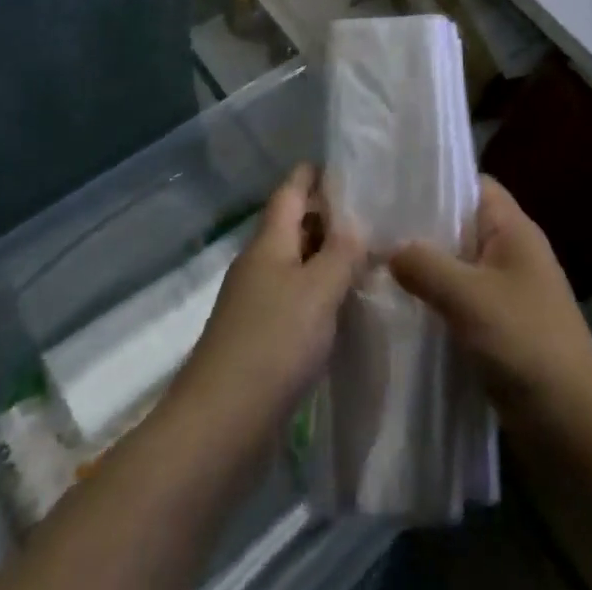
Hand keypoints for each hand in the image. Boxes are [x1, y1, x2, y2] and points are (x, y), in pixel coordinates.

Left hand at [171, 164, 366, 444]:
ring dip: (326, 258)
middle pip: (293, 226)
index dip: (313, 175)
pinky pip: (295, 301)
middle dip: (327, 216)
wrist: (219, 428)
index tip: (345, 164)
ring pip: (296, 265)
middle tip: (373, 213)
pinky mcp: (260, 341)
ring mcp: (255, 304)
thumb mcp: (318, 291)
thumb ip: (342, 253)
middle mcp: (259, 265)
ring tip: (368, 257)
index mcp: (268, 243)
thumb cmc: (272, 345)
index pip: (290, 192)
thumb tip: (356, 223)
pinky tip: (344, 308)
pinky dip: (319, 295)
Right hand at [389, 176, 591, 419]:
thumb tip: (387, 249)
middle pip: (459, 225)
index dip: (435, 181)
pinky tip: (399, 310)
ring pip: (456, 267)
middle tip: (371, 228)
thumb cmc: (526, 343)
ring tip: (374, 266)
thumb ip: (425, 265)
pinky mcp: (499, 329)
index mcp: (513, 229)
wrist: (575, 428)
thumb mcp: (469, 297)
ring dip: (424, 270)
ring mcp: (506, 292)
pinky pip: (459, 302)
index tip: (391, 187)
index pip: (471, 184)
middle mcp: (511, 252)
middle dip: (420, 228)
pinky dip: (435, 303)